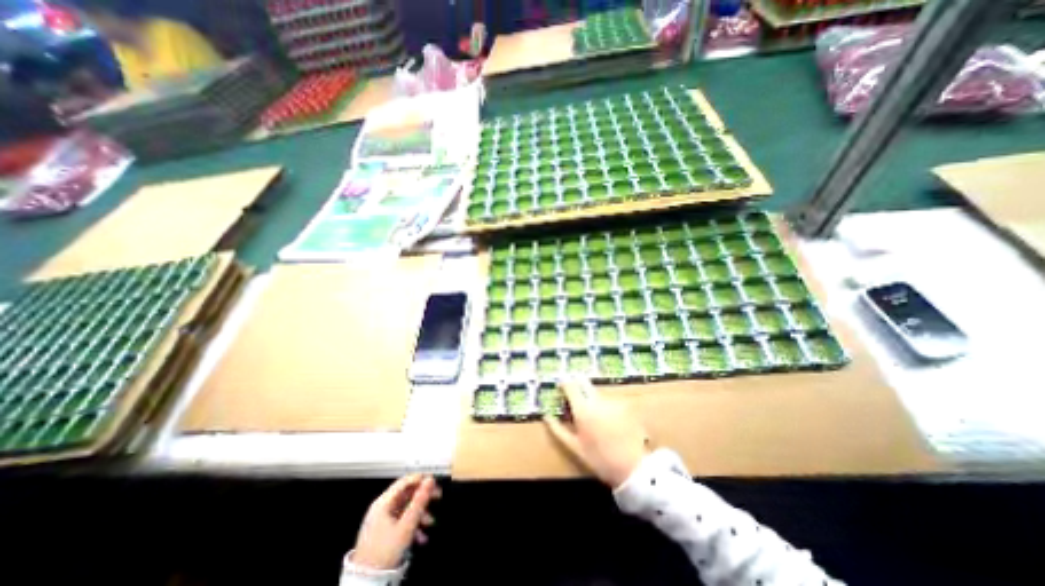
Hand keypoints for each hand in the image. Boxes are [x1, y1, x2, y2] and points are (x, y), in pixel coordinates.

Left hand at [353, 475, 436, 569]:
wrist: (367, 581)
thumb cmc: (386, 550)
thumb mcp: (406, 525)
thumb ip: (419, 500)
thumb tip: (430, 480)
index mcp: (384, 502)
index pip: (405, 481)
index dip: (421, 479)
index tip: (435, 481)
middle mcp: (382, 507)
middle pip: (406, 494)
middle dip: (423, 496)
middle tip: (438, 497)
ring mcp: (382, 519)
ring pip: (406, 508)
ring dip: (420, 513)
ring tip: (430, 522)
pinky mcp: (383, 530)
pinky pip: (401, 520)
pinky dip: (412, 524)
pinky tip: (421, 537)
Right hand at [543, 378, 650, 485]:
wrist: (632, 468)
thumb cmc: (599, 459)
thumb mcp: (574, 447)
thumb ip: (558, 429)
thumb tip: (546, 415)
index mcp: (582, 410)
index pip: (570, 385)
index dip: (563, 383)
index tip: (560, 386)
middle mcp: (597, 400)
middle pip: (583, 382)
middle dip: (576, 383)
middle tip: (573, 394)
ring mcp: (611, 401)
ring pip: (595, 391)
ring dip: (590, 396)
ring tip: (591, 414)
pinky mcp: (623, 405)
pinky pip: (608, 400)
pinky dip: (603, 405)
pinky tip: (606, 419)